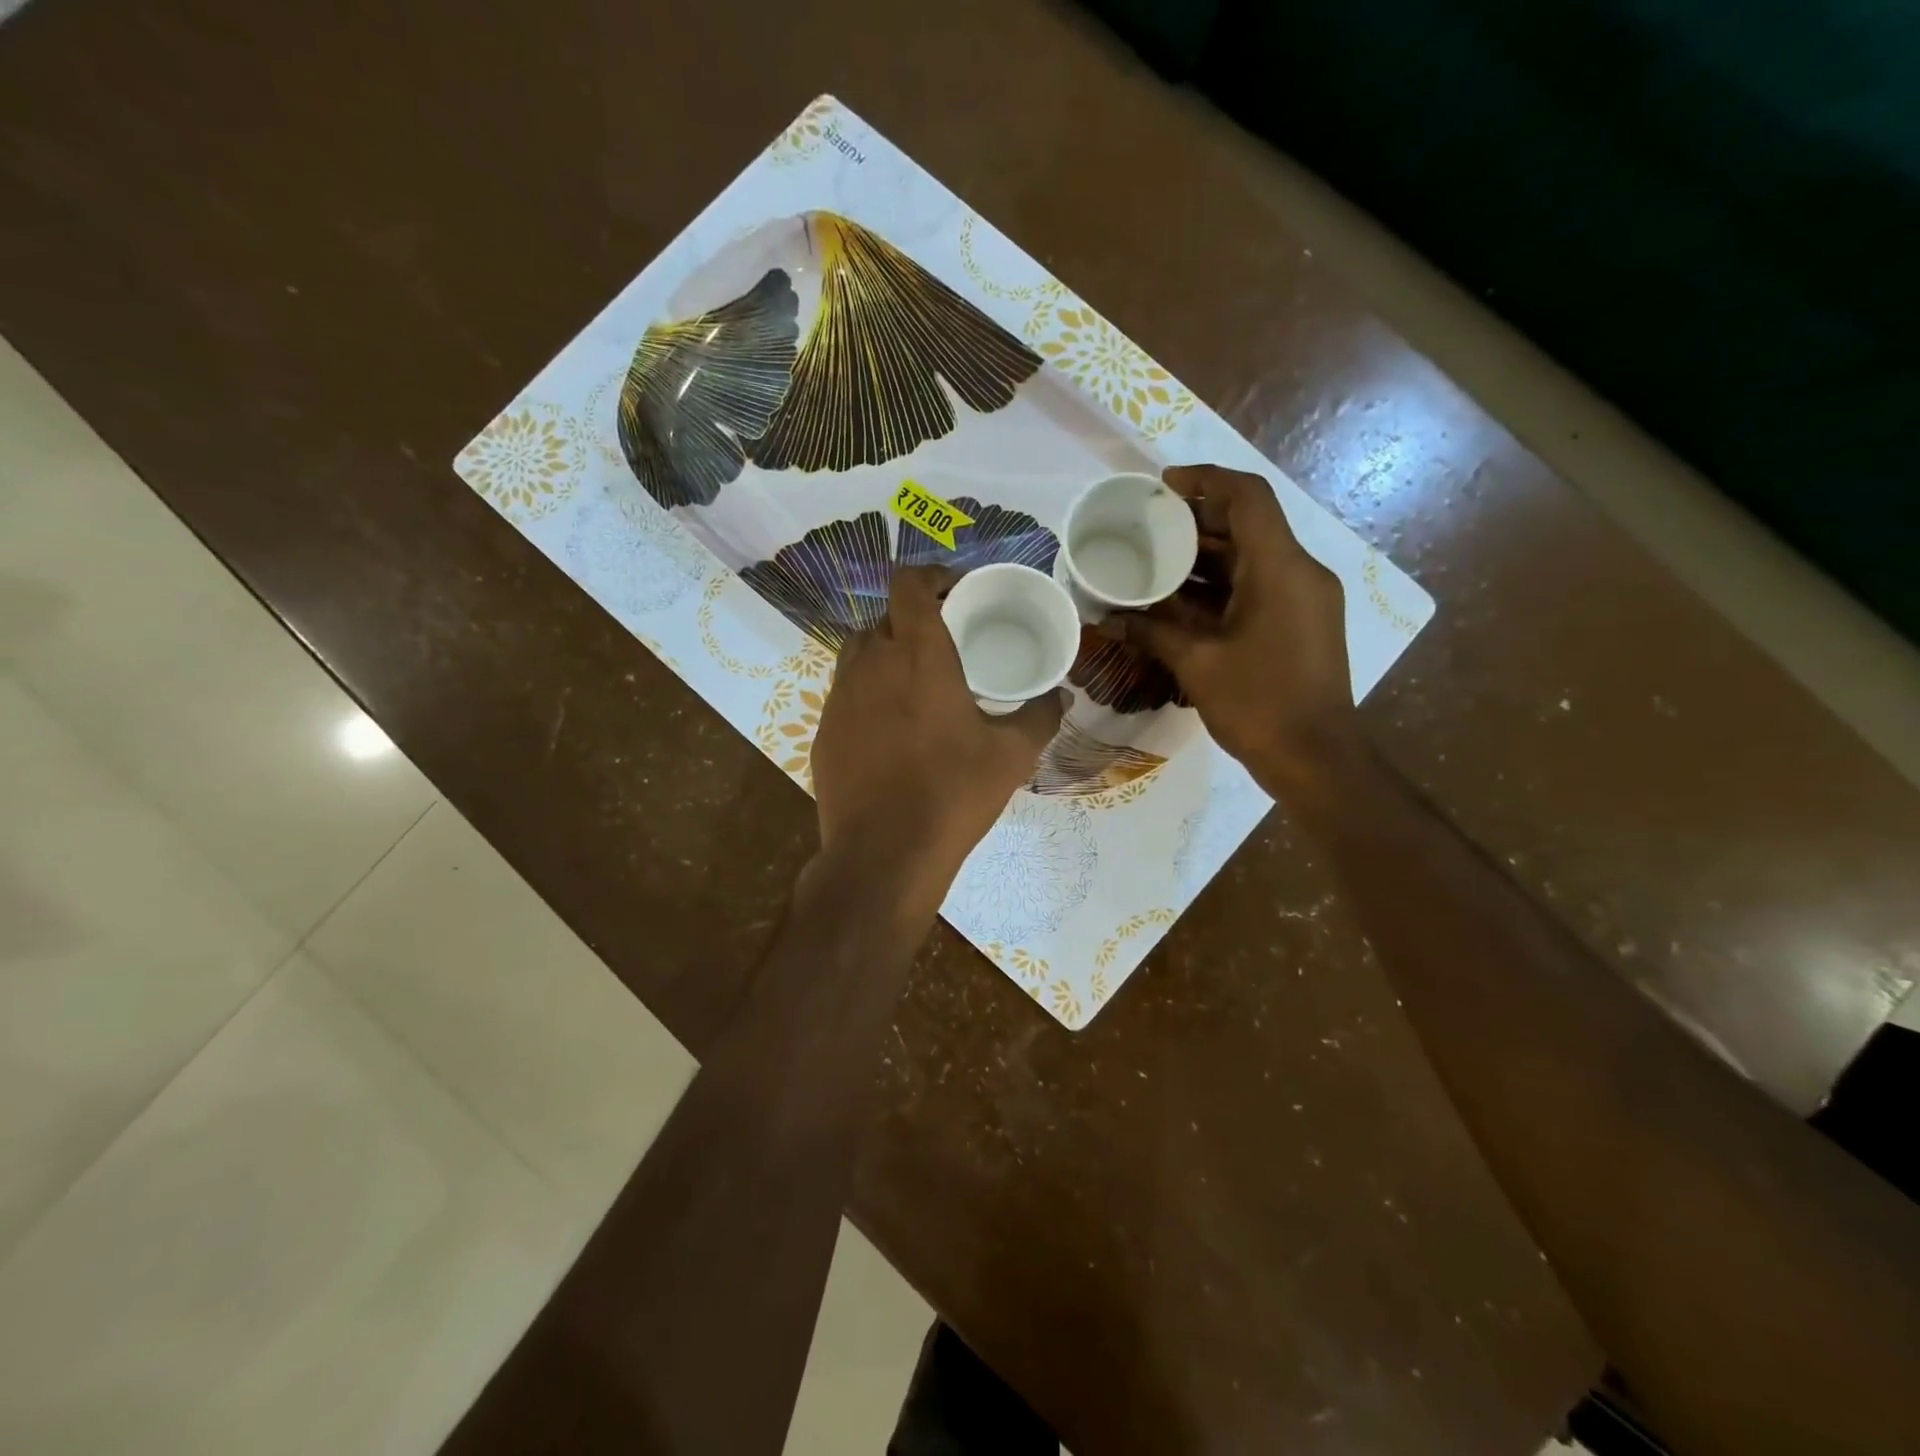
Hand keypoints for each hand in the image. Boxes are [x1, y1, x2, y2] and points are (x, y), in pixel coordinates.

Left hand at [810, 565, 1063, 908]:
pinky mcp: (823, 732)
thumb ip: (1039, 716)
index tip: (953, 594)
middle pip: (884, 618)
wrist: (884, 853)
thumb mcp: (1011, 755)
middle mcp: (871, 663)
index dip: (930, 578)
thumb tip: (1060, 696)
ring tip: (913, 685)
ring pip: (857, 654)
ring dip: (884, 656)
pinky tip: (889, 731)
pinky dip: (866, 697)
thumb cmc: (953, 793)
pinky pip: (845, 696)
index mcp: (918, 654)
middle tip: (943, 646)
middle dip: (912, 621)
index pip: (909, 584)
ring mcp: (839, 698)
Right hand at [1107, 464, 1357, 795]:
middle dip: (1197, 522)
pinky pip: (1258, 587)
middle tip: (1147, 528)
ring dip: (1205, 558)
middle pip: (1248, 525)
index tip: (1163, 486)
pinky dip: (1220, 587)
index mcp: (1281, 569)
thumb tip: (1111, 619)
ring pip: (1252, 558)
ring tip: (1154, 562)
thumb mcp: (1198, 664)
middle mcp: (1300, 572)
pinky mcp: (1302, 622)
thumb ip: (1153, 632)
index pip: (1248, 497)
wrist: (1316, 758)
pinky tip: (1180, 601)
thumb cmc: (1258, 705)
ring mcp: (1305, 598)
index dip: (1206, 480)